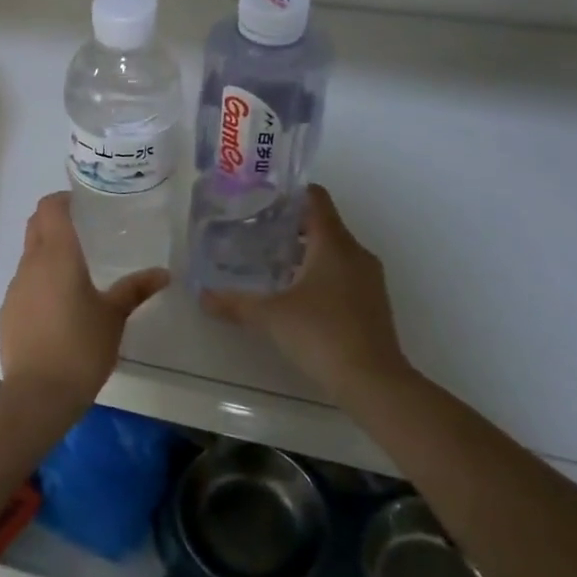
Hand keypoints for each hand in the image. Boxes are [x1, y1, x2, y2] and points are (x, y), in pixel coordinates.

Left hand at [0, 192, 168, 411]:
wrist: (38, 393)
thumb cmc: (81, 346)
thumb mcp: (114, 317)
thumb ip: (135, 289)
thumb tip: (163, 273)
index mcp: (57, 255)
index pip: (49, 207)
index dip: (62, 199)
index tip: (82, 203)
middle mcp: (31, 263)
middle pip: (35, 226)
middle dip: (54, 220)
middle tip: (83, 229)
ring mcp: (15, 287)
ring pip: (29, 255)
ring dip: (47, 252)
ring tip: (75, 270)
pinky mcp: (8, 311)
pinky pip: (24, 283)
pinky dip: (40, 281)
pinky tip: (58, 305)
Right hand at [201, 185, 413, 405]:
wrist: (375, 384)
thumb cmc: (322, 335)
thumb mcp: (270, 316)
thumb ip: (235, 302)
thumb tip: (202, 295)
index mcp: (334, 243)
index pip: (316, 198)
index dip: (290, 192)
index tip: (262, 197)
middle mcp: (356, 253)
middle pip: (323, 223)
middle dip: (290, 224)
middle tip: (255, 231)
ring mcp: (369, 279)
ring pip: (334, 250)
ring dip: (305, 251)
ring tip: (270, 261)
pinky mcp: (373, 303)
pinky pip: (343, 272)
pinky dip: (319, 273)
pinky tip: (295, 293)